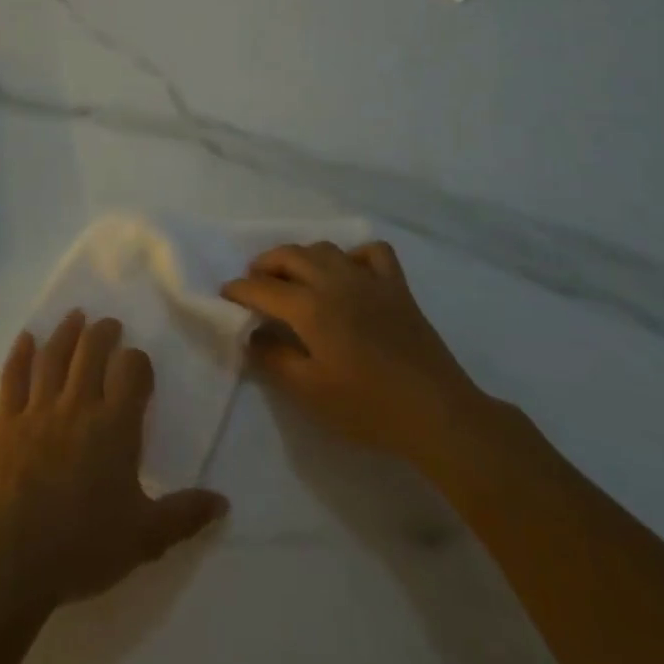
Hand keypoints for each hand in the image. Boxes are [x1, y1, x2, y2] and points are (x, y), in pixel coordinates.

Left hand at [0, 312, 227, 612]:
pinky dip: (19, 355)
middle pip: (91, 352)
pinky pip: (13, 378)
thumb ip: (185, 515)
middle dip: (103, 332)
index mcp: (115, 427)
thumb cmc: (85, 546)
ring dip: (66, 332)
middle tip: (109, 323)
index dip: (137, 362)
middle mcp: (78, 405)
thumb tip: (224, 501)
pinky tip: (25, 339)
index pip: (131, 372)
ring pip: (54, 356)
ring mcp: (39, 410)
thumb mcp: (145, 538)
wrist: (15, 557)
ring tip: (75, 316)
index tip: (138, 364)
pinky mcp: (7, 421)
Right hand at [220, 241, 495, 469]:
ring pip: (325, 248)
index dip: (239, 290)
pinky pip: (372, 253)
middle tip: (254, 283)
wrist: (438, 415)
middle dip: (264, 265)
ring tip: (294, 277)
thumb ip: (274, 358)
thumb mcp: (309, 391)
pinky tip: (349, 273)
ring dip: (302, 257)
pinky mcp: (397, 287)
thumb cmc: (368, 407)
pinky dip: (354, 255)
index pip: (262, 288)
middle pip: (289, 256)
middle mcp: (334, 282)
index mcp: (310, 307)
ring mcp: (368, 280)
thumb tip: (252, 334)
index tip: (225, 295)